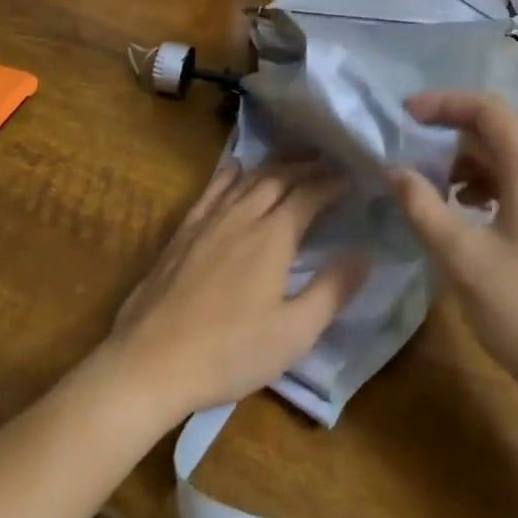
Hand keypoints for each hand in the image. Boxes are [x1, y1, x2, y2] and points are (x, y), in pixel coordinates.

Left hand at [106, 158, 367, 423]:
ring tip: (294, 158)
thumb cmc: (230, 351)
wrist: (153, 358)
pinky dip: (231, 173)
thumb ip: (332, 291)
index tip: (352, 175)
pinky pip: (213, 188)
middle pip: (280, 176)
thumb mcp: (293, 333)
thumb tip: (364, 255)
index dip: (332, 181)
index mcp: (274, 235)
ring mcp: (211, 217)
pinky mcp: (185, 228)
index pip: (310, 193)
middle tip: (329, 159)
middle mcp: (244, 214)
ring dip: (275, 164)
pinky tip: (236, 167)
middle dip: (308, 164)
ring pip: (249, 177)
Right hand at [388, 92, 517, 402]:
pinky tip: (472, 217)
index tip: (406, 115)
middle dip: (453, 137)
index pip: (487, 109)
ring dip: (471, 165)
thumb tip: (395, 170)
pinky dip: (493, 187)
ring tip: (439, 191)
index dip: (444, 103)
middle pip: (500, 132)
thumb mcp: (459, 256)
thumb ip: (421, 204)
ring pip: (513, 160)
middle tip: (414, 156)